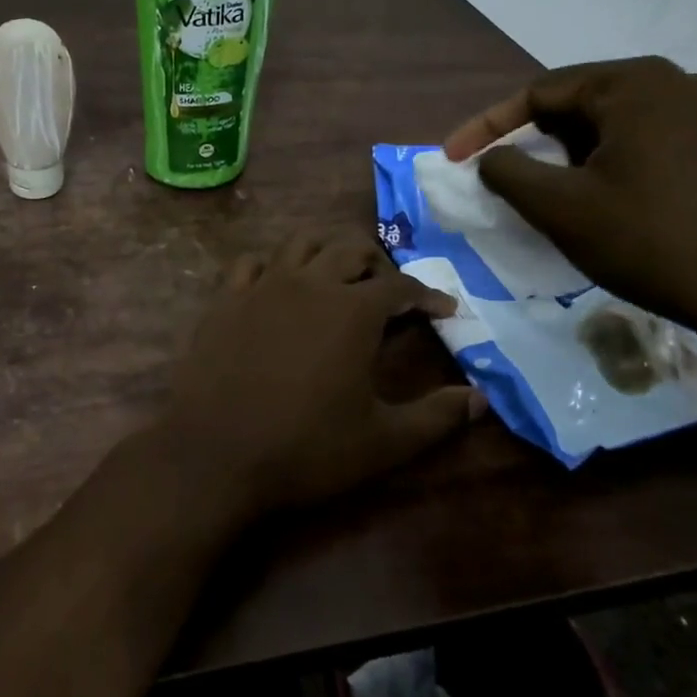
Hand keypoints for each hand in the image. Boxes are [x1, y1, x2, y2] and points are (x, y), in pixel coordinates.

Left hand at [155, 234, 476, 516]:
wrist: (215, 452)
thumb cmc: (306, 448)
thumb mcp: (383, 442)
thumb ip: (437, 417)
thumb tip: (480, 399)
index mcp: (352, 310)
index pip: (401, 287)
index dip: (428, 296)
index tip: (445, 309)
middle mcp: (309, 283)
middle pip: (350, 249)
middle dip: (379, 264)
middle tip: (390, 292)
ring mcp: (262, 286)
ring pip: (301, 243)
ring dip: (326, 251)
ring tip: (338, 276)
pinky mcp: (226, 298)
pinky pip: (251, 263)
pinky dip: (272, 267)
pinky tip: (277, 287)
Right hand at [444, 57, 696, 344]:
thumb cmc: (653, 242)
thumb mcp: (560, 207)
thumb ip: (508, 171)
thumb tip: (492, 158)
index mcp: (636, 84)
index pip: (539, 92)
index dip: (487, 126)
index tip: (453, 159)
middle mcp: (680, 82)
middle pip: (579, 103)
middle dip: (534, 141)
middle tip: (505, 179)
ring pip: (615, 124)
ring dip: (572, 154)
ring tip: (552, 194)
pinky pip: (650, 140)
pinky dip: (612, 162)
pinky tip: (605, 200)